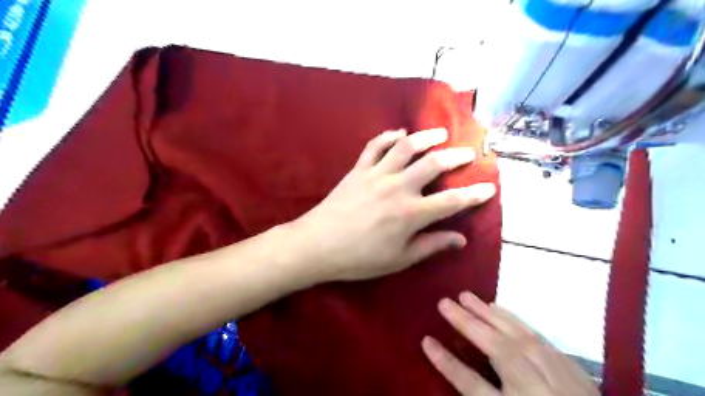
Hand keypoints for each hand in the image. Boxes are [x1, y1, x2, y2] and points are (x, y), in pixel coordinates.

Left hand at [286, 129, 494, 281]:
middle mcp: (398, 187)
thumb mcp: (399, 259)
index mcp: (411, 213)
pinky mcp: (358, 169)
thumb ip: (431, 245)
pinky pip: (375, 146)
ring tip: (440, 133)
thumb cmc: (360, 258)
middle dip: (456, 156)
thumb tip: (460, 239)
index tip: (489, 187)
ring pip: (406, 147)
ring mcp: (377, 174)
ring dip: (426, 137)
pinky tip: (399, 134)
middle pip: (434, 164)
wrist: (318, 245)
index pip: (452, 201)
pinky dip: (389, 136)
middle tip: (469, 153)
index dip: (474, 194)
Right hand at [421, 291, 596, 395]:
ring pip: (519, 337)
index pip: (473, 386)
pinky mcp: (570, 368)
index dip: (447, 363)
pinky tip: (500, 309)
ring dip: (489, 314)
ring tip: (468, 297)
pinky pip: (538, 337)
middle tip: (444, 302)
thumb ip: (481, 394)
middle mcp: (536, 391)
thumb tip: (458, 373)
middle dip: (467, 324)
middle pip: (497, 350)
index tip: (426, 341)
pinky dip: (515, 319)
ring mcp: (558, 377)